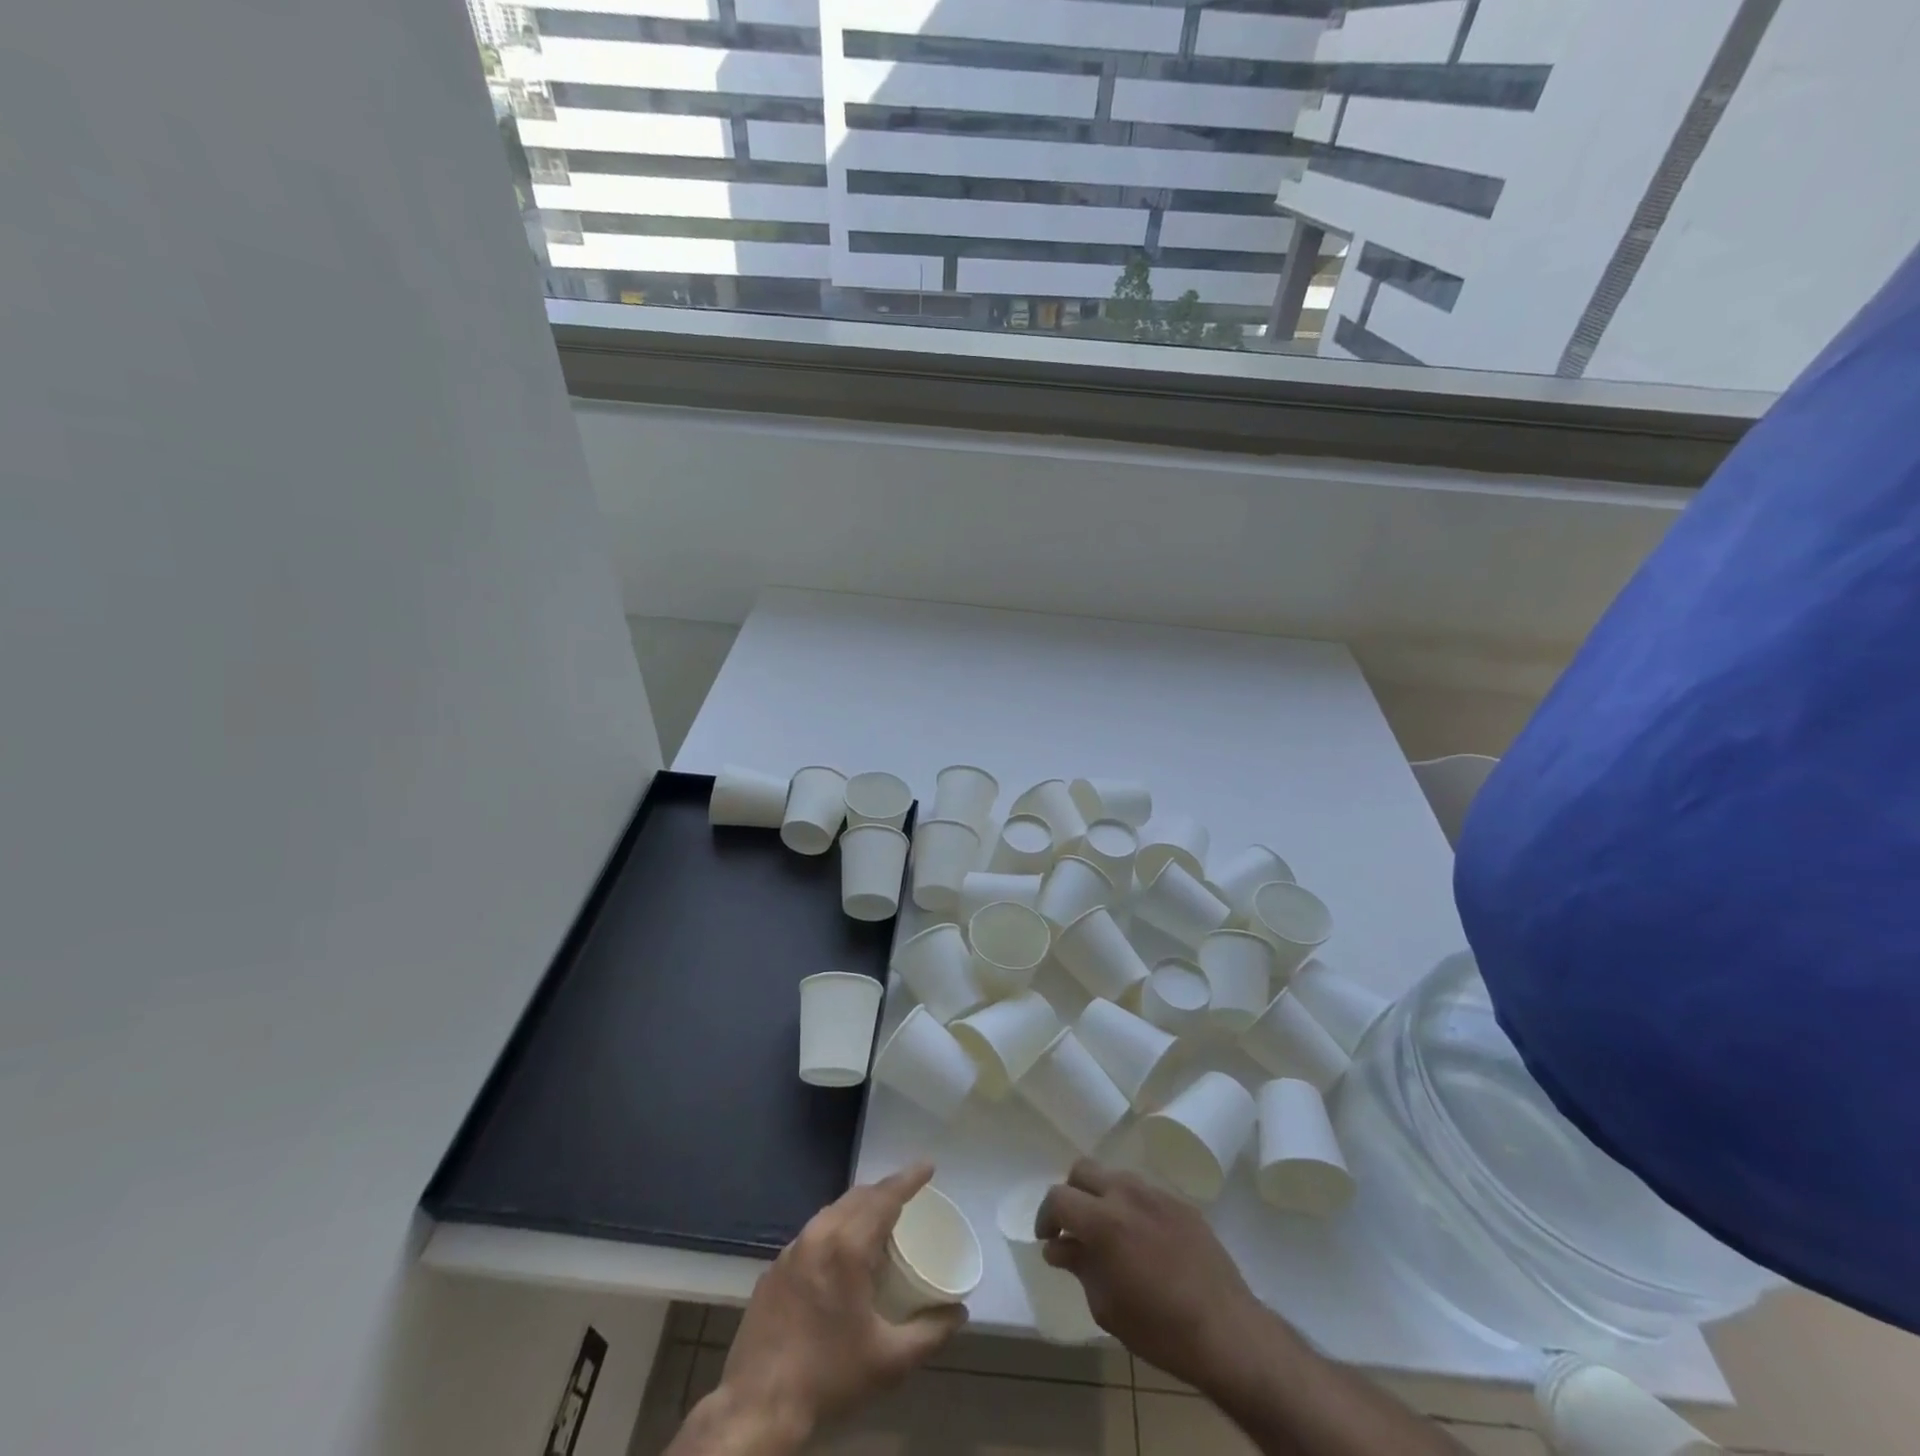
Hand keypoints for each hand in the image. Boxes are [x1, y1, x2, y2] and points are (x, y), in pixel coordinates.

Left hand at [711, 1163, 965, 1446]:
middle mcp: (818, 1235)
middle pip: (859, 1197)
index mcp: (848, 1247)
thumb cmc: (829, 1377)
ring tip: (879, 1222)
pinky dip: (834, 1230)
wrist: (758, 1408)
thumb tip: (960, 1313)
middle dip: (885, 1190)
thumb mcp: (890, 1361)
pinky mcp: (773, 1268)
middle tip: (909, 1197)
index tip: (928, 1166)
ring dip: (859, 1208)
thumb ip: (930, 1332)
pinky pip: (812, 1233)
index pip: (885, 1196)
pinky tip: (840, 1255)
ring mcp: (791, 1249)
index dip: (910, 1178)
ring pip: (833, 1211)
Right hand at [1038, 1160, 1270, 1394]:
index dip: (1046, 1216)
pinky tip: (1142, 1239)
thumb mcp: (1107, 1306)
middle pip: (1083, 1170)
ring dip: (1102, 1196)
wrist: (1227, 1332)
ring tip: (1108, 1232)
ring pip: (1115, 1176)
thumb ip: (1079, 1266)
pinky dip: (1131, 1206)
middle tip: (1073, 1227)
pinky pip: (1145, 1192)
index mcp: (1103, 1220)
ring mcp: (1156, 1193)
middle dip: (1071, 1194)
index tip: (1048, 1239)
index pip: (1059, 1197)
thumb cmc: (1160, 1330)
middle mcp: (1127, 1193)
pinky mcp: (1181, 1202)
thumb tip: (1058, 1247)